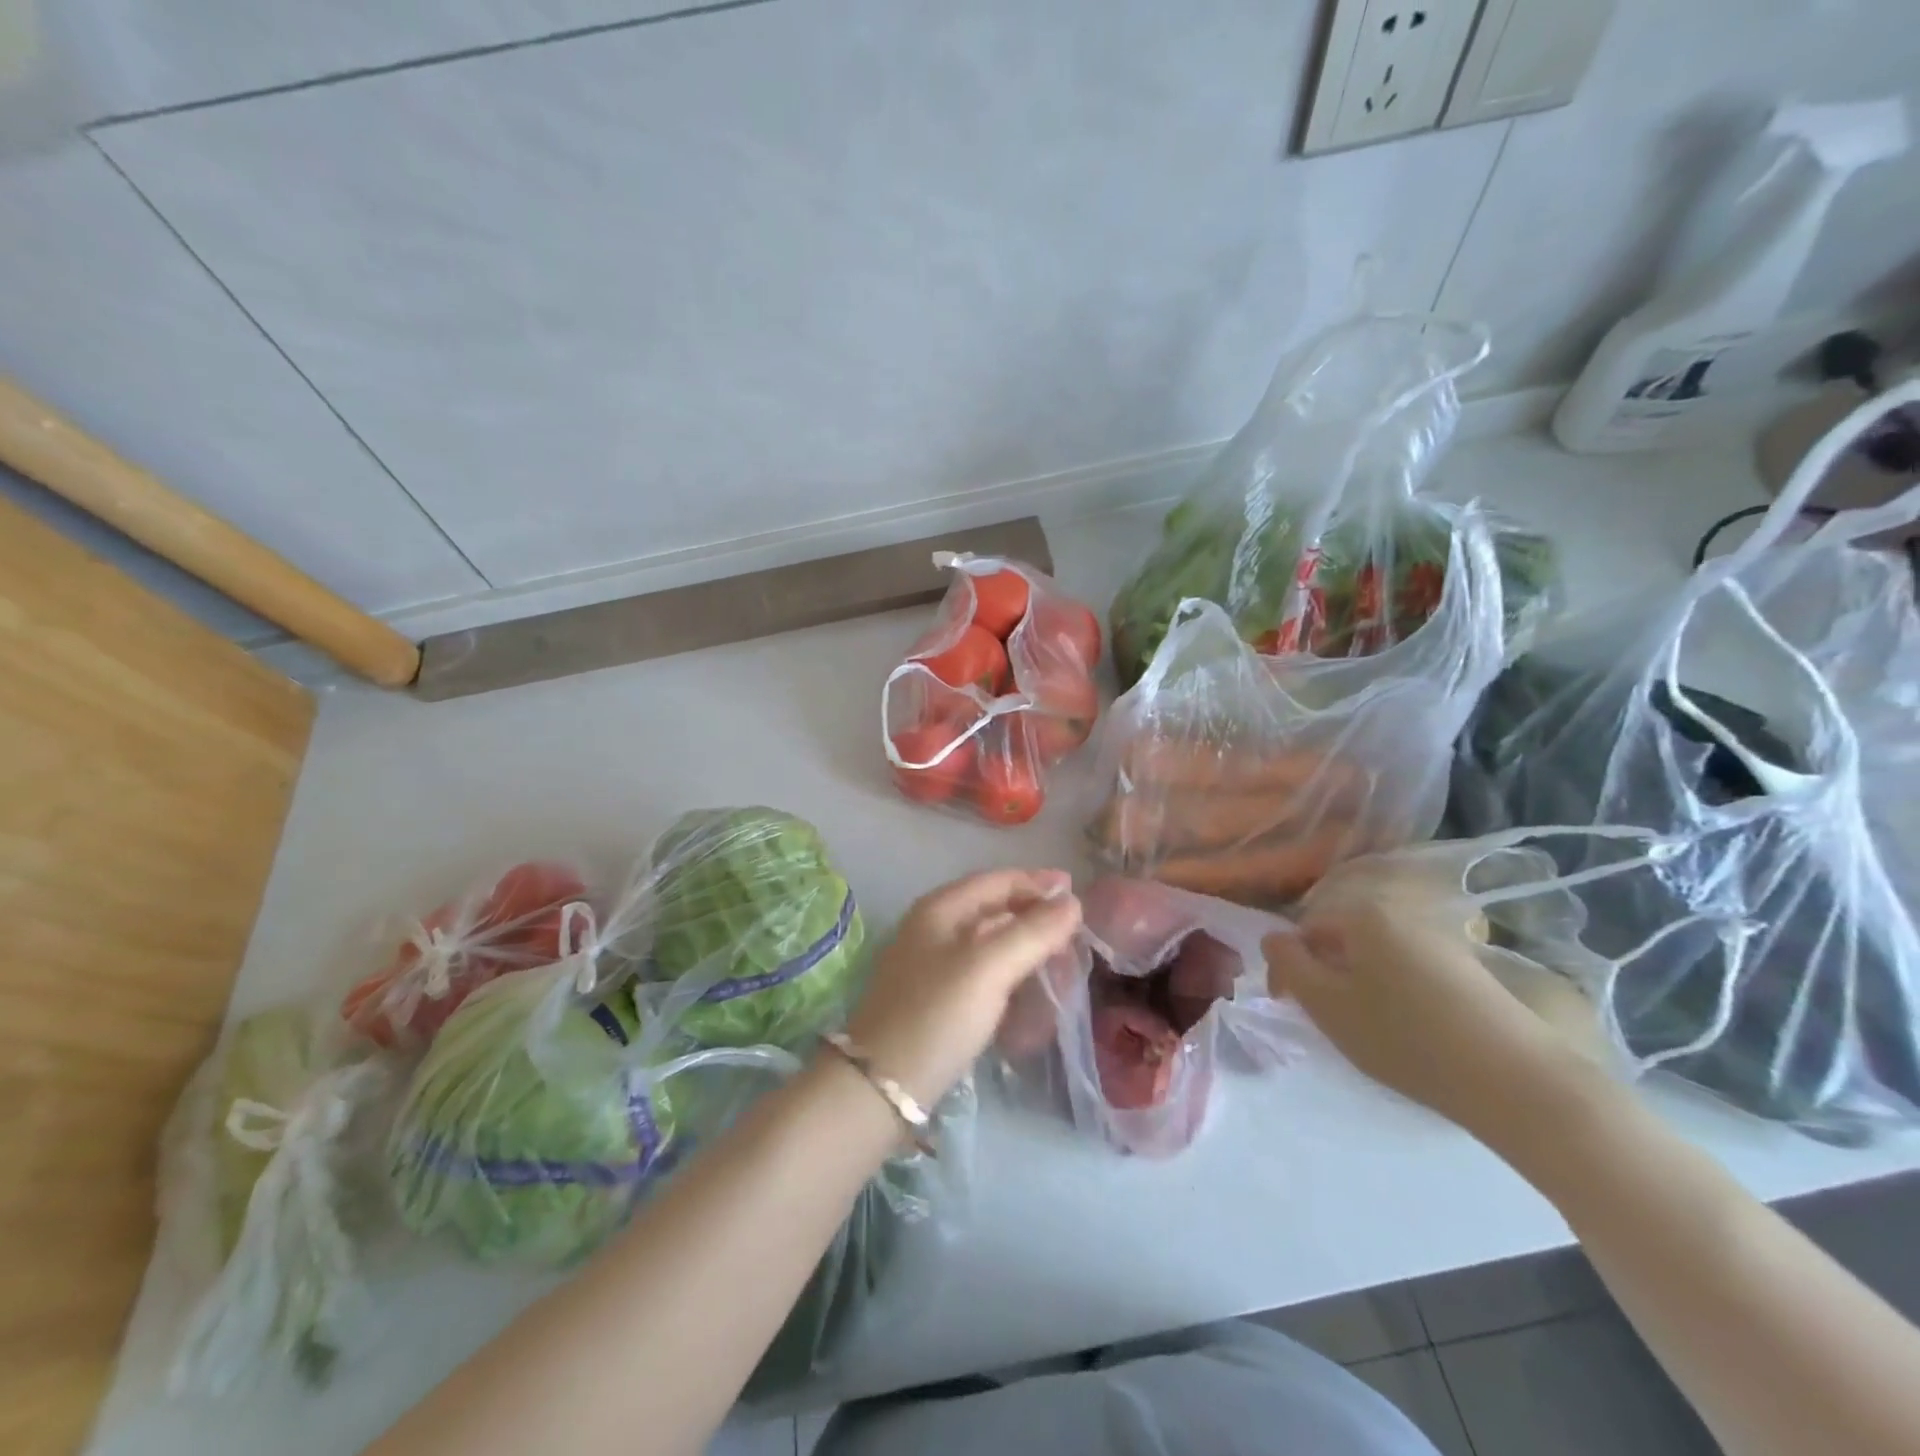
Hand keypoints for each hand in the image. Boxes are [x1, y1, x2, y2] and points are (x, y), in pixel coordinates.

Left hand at [847, 869, 1081, 1104]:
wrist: (881, 1086)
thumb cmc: (937, 1015)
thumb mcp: (989, 968)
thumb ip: (1032, 932)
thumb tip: (1071, 902)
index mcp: (940, 908)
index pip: (996, 880)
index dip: (1037, 883)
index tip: (1077, 894)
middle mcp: (932, 928)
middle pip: (993, 909)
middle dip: (1035, 918)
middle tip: (1074, 936)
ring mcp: (930, 964)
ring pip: (989, 943)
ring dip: (1025, 948)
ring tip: (1060, 965)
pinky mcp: (934, 998)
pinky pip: (982, 973)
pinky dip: (1010, 975)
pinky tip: (1029, 992)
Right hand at [1262, 858, 1574, 1132]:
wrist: (1515, 1080)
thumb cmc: (1404, 1037)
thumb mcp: (1327, 1005)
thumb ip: (1289, 965)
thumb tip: (1275, 938)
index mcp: (1362, 913)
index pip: (1305, 928)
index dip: (1289, 966)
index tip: (1289, 1004)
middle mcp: (1401, 912)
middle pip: (1342, 936)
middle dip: (1325, 971)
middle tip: (1326, 1018)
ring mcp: (1439, 937)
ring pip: (1376, 953)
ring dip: (1358, 982)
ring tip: (1365, 1026)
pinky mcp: (1467, 966)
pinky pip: (1408, 967)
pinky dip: (1393, 990)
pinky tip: (1406, 1028)